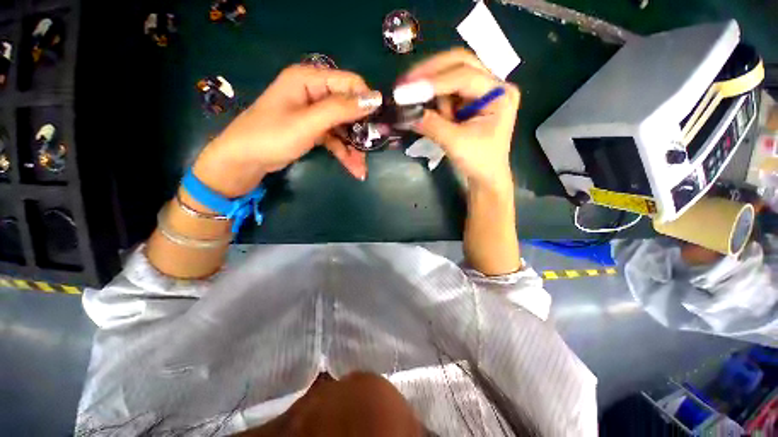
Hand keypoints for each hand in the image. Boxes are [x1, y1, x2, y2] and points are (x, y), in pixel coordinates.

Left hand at [193, 65, 382, 196]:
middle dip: (361, 131)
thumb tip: (374, 99)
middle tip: (373, 149)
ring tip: (362, 168)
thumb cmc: (272, 136)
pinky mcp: (314, 130)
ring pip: (344, 127)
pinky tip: (354, 169)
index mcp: (309, 79)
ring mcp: (314, 113)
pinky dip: (344, 153)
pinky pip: (335, 139)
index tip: (379, 123)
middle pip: (348, 108)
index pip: (349, 83)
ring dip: (354, 148)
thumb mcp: (308, 122)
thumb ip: (340, 109)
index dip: (366, 101)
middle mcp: (314, 92)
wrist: (245, 160)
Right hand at [399, 48, 519, 190]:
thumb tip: (404, 113)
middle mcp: (492, 84)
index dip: (433, 81)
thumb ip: (431, 125)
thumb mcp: (455, 143)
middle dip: (430, 72)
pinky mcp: (470, 100)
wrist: (486, 177)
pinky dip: (433, 96)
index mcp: (499, 94)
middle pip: (460, 63)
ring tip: (413, 100)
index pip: (464, 76)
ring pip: (451, 73)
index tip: (406, 89)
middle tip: (405, 83)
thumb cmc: (478, 162)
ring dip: (431, 86)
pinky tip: (421, 103)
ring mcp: (481, 91)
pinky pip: (448, 90)